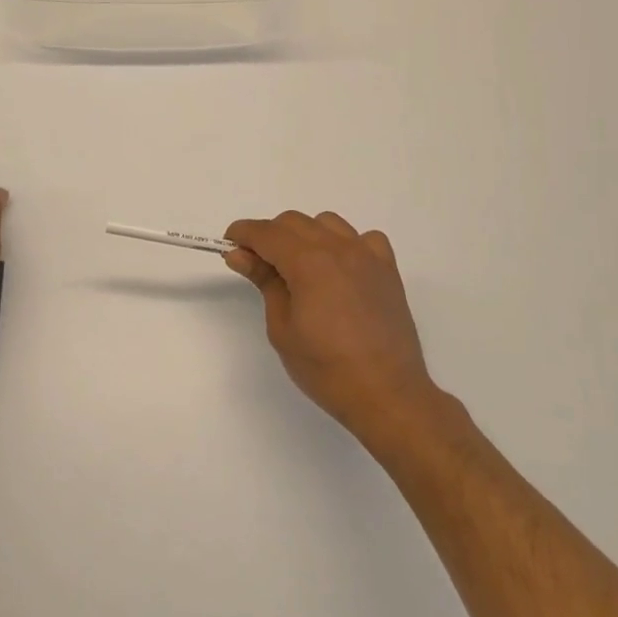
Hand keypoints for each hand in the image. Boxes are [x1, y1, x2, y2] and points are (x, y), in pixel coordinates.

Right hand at [224, 212, 438, 440]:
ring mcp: (367, 256)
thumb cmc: (326, 368)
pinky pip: (364, 239)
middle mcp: (338, 248)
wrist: (387, 394)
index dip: (243, 234)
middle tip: (259, 265)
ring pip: (328, 223)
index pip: (266, 232)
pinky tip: (341, 269)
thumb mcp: (282, 328)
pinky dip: (347, 244)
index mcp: (308, 262)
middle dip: (270, 235)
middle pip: (294, 222)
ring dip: (306, 235)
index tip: (230, 246)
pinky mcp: (388, 270)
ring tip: (300, 267)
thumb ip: (264, 282)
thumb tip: (240, 255)